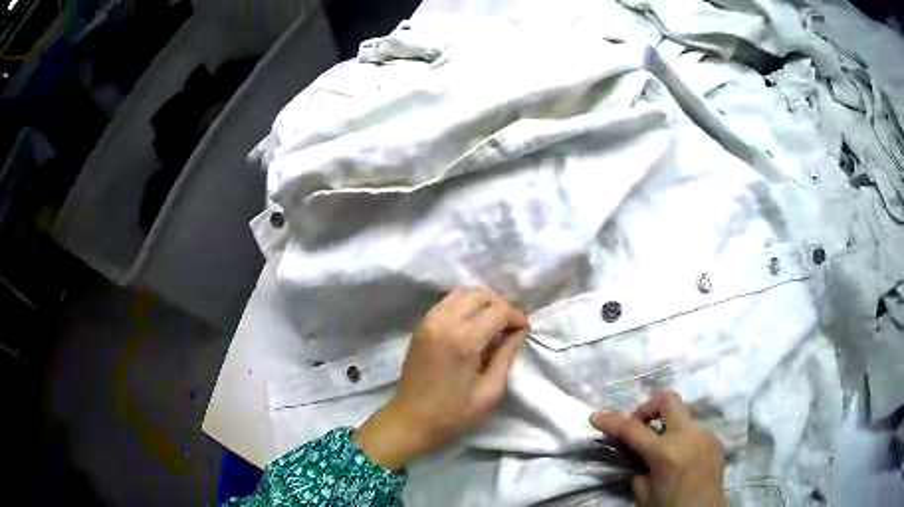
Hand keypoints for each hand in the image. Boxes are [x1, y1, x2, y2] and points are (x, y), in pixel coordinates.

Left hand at [355, 289, 527, 470]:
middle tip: (510, 325)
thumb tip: (519, 332)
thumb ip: (506, 356)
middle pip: (479, 294)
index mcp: (463, 340)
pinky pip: (447, 302)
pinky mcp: (420, 326)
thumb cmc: (454, 413)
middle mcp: (444, 322)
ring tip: (494, 322)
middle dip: (501, 305)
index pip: (498, 310)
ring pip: (461, 293)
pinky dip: (464, 305)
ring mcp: (428, 321)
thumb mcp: (490, 392)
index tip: (524, 331)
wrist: (411, 420)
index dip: (517, 317)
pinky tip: (473, 324)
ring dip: (482, 302)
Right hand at [590, 391, 726, 506]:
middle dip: (648, 407)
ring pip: (683, 415)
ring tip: (661, 448)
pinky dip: (681, 436)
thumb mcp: (643, 492)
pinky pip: (695, 429)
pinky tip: (680, 456)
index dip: (611, 421)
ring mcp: (706, 435)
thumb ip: (639, 465)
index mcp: (666, 453)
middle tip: (639, 425)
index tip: (595, 416)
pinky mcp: (716, 440)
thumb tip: (638, 449)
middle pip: (668, 399)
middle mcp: (689, 436)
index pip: (632, 429)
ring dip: (667, 424)